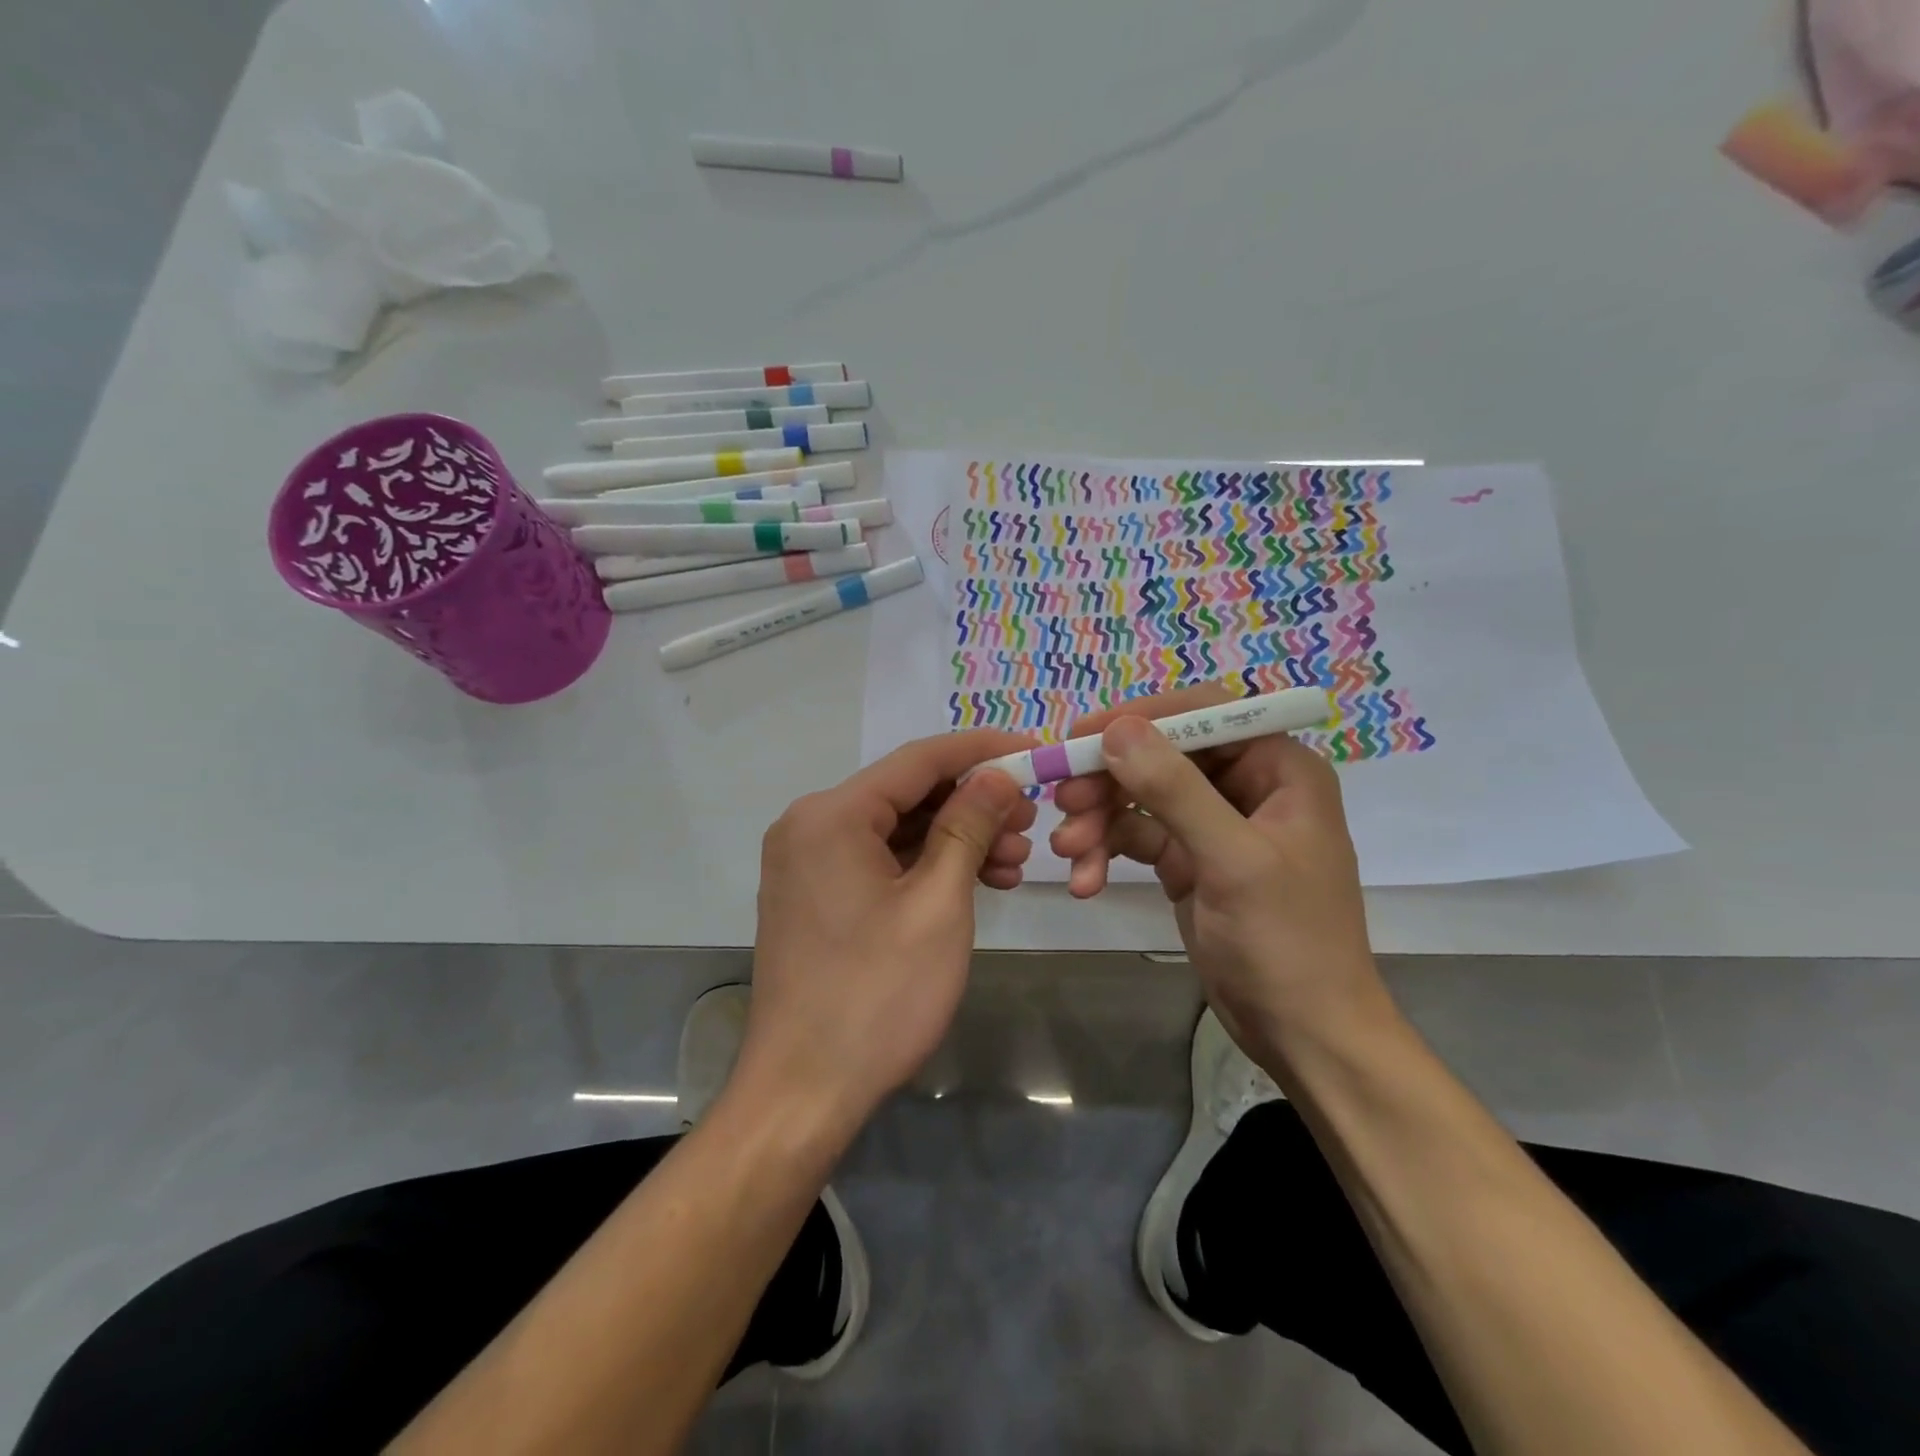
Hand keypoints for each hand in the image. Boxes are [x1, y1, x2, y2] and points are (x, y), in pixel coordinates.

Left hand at [738, 730, 1037, 1129]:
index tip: (1034, 750)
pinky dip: (925, 865)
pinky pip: (878, 860)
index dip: (982, 750)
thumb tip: (997, 774)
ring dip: (955, 838)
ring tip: (1013, 863)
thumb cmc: (877, 996)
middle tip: (1030, 823)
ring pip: (896, 828)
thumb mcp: (938, 904)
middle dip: (972, 803)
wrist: (803, 1090)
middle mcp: (809, 824)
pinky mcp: (814, 893)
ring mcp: (806, 861)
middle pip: (906, 793)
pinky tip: (974, 881)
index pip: (918, 759)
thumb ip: (968, 827)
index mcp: (831, 815)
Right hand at [1050, 683, 1386, 1059]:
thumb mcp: (1231, 861)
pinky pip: (1137, 837)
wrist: (1304, 1035)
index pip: (1205, 714)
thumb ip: (1174, 790)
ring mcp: (1213, 824)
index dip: (1143, 717)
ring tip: (1067, 850)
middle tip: (1062, 800)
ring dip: (1100, 819)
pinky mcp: (1187, 860)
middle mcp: (1246, 786)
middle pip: (1163, 754)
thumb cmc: (1287, 942)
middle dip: (1110, 778)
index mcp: (1278, 769)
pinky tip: (1084, 881)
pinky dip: (1107, 852)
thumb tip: (1117, 729)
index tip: (1084, 735)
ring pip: (1141, 796)